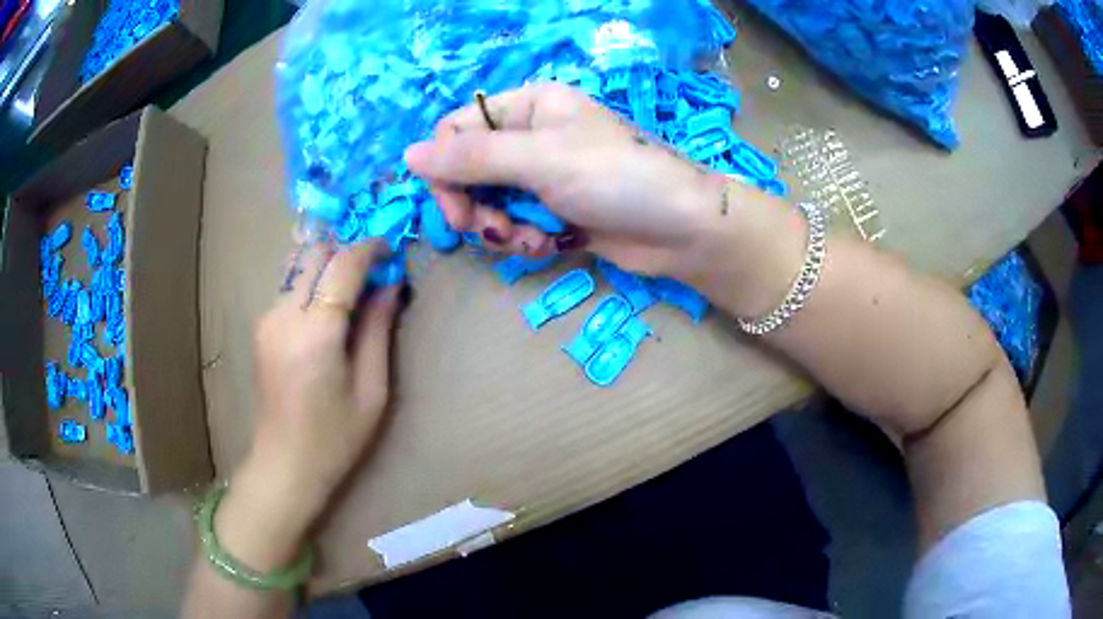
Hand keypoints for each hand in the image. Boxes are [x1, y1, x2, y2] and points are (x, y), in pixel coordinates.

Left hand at [217, 240, 403, 570]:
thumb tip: (390, 284)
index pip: (342, 265)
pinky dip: (313, 285)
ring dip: (329, 267)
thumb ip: (378, 330)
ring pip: (300, 268)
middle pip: (315, 255)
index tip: (391, 247)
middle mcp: (284, 314)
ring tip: (355, 289)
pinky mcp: (262, 327)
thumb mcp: (371, 389)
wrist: (285, 464)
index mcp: (315, 332)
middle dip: (346, 251)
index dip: (369, 248)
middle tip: (374, 268)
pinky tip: (329, 311)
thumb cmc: (335, 437)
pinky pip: (291, 288)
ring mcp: (267, 319)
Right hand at [404, 83, 726, 278]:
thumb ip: (471, 158)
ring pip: (489, 203)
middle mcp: (531, 136)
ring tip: (532, 240)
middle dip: (474, 206)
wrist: (682, 228)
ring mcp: (543, 176)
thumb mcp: (541, 159)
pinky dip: (524, 240)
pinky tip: (551, 246)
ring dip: (501, 229)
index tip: (454, 206)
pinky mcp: (555, 211)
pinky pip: (515, 224)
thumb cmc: (617, 177)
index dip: (445, 169)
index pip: (457, 130)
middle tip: (486, 231)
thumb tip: (408, 155)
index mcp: (529, 107)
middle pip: (468, 170)